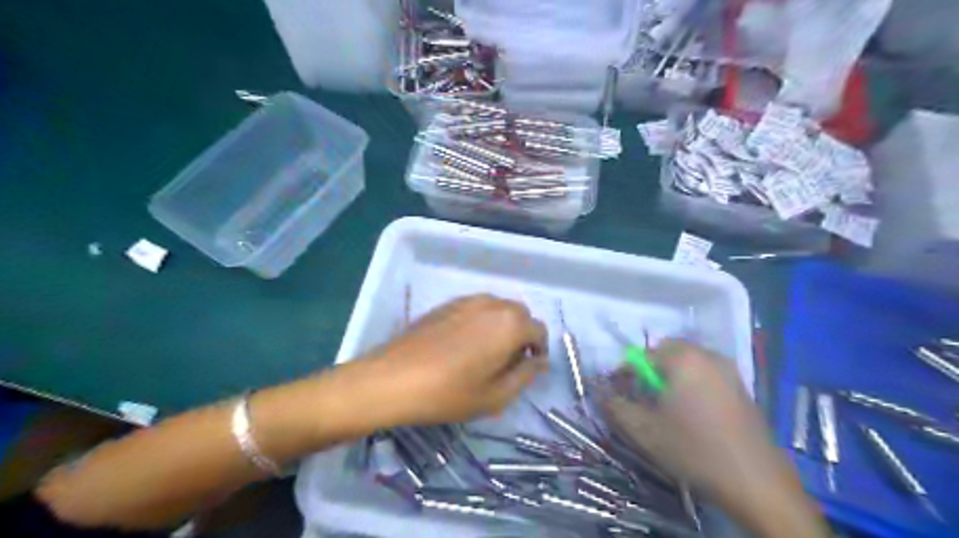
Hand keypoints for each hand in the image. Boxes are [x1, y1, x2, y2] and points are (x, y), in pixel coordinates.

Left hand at [364, 295, 550, 423]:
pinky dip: (482, 322)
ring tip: (486, 353)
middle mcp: (492, 304)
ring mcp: (467, 301)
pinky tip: (464, 345)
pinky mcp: (446, 304)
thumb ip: (525, 375)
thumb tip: (538, 361)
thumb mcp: (495, 396)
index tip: (529, 368)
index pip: (539, 330)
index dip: (539, 349)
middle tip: (509, 363)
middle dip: (522, 335)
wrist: (392, 379)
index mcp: (510, 324)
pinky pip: (476, 309)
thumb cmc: (448, 393)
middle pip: (519, 314)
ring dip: (502, 326)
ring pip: (497, 309)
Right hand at [601, 340, 773, 500]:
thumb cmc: (694, 450)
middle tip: (644, 401)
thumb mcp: (644, 430)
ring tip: (666, 409)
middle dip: (649, 373)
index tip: (620, 396)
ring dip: (669, 378)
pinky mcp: (741, 386)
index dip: (625, 375)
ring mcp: (728, 369)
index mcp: (683, 358)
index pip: (640, 356)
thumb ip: (615, 405)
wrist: (758, 483)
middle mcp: (707, 355)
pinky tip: (692, 414)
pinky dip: (690, 384)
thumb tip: (597, 390)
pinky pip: (705, 374)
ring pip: (686, 363)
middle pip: (665, 353)